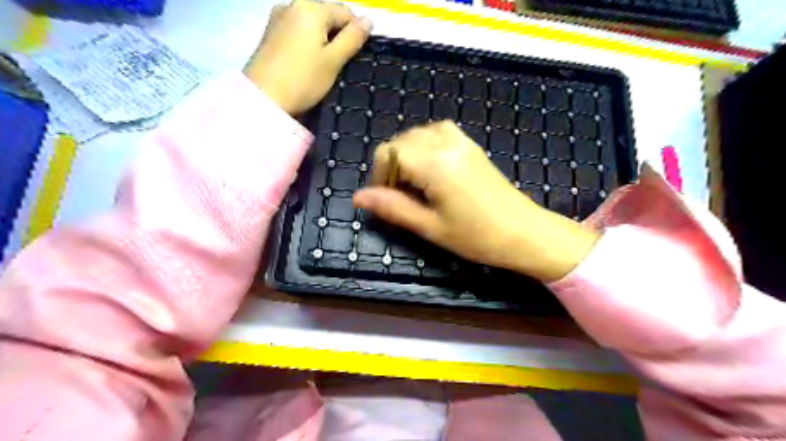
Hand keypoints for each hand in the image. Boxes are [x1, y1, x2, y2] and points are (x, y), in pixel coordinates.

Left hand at [246, 0, 372, 114]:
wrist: (263, 99)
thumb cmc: (303, 80)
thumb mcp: (334, 61)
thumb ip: (352, 39)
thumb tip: (368, 20)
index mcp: (311, 8)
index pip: (345, 12)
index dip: (355, 33)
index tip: (355, 58)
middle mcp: (293, 5)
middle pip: (327, 15)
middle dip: (337, 36)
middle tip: (339, 65)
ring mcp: (278, 18)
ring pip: (312, 25)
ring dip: (323, 41)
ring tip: (323, 67)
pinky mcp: (270, 33)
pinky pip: (297, 32)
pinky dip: (307, 44)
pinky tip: (307, 63)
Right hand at [353, 121, 599, 282]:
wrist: (524, 232)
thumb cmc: (477, 236)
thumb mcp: (430, 227)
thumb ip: (393, 208)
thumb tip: (359, 197)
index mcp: (435, 164)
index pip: (388, 153)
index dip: (379, 176)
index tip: (386, 199)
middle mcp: (446, 143)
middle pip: (400, 141)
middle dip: (391, 166)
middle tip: (401, 197)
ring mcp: (461, 141)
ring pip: (417, 134)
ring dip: (407, 155)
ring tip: (414, 184)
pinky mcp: (471, 145)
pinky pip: (438, 132)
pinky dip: (425, 145)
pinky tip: (430, 168)